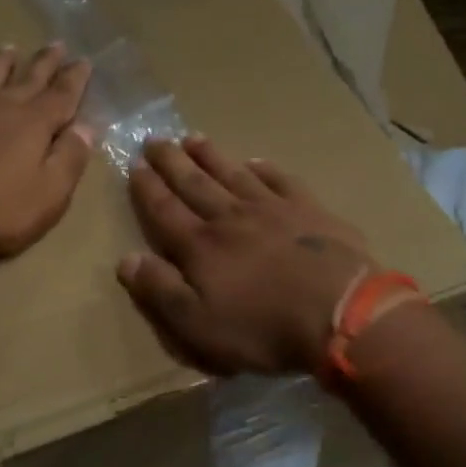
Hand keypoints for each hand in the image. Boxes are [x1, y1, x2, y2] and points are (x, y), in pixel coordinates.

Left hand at [0, 44, 93, 260]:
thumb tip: (86, 127)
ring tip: (10, 48)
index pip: (61, 95)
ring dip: (1, 62)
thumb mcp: (50, 195)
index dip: (75, 79)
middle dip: (45, 62)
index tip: (84, 61)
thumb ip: (70, 158)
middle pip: (28, 79)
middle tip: (57, 44)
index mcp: (33, 124)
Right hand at [117, 136, 378, 374]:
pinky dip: (265, 169)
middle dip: (172, 162)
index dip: (147, 188)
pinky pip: (281, 181)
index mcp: (201, 246)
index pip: (165, 210)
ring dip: (211, 156)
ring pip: (233, 174)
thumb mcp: (198, 324)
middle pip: (195, 183)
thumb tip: (126, 259)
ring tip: (193, 138)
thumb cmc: (262, 328)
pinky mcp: (310, 211)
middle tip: (155, 139)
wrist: (339, 312)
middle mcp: (231, 217)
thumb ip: (161, 290)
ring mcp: (273, 209)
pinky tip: (256, 162)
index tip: (134, 165)